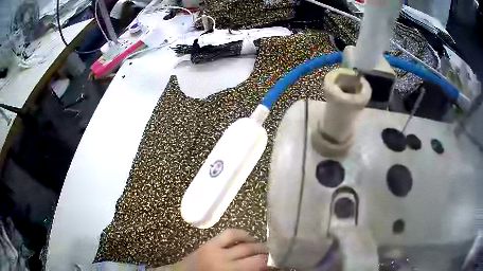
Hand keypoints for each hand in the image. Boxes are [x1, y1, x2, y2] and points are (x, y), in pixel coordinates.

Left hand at [176, 229, 268, 270]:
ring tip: (263, 248)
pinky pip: (230, 233)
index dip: (271, 263)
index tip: (278, 263)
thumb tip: (267, 267)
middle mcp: (223, 260)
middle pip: (253, 252)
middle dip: (267, 254)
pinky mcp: (209, 243)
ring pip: (244, 243)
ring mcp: (215, 249)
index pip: (258, 264)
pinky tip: (248, 239)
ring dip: (257, 244)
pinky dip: (242, 234)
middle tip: (274, 256)